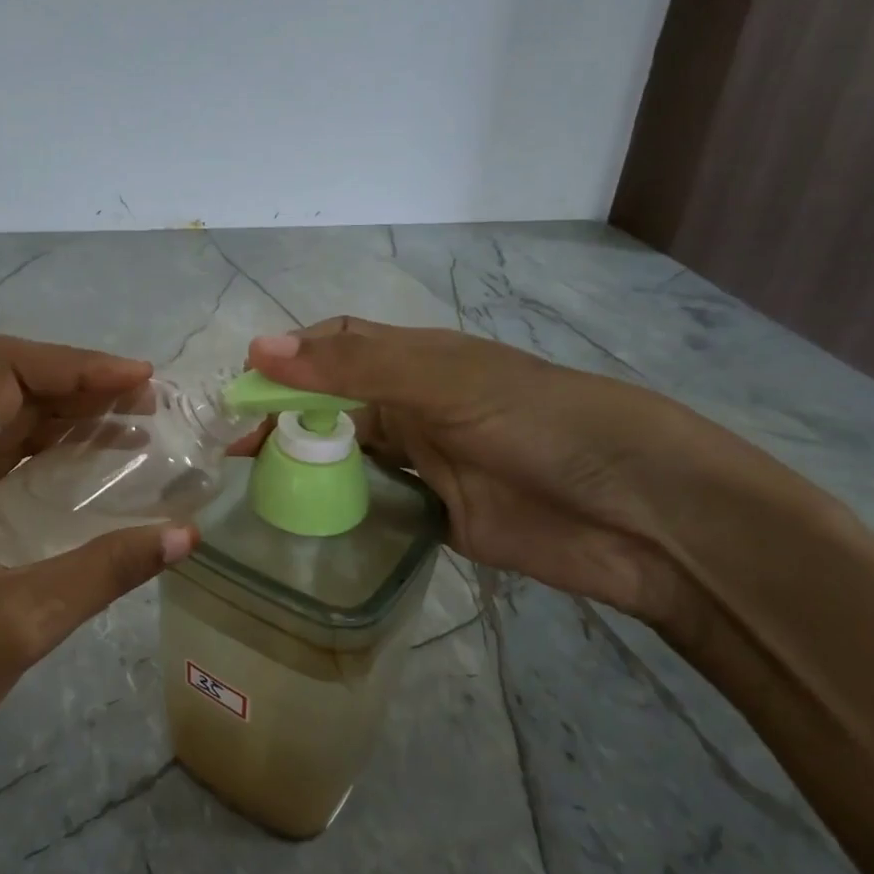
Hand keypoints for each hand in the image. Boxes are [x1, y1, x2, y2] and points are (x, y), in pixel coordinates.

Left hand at [0, 335, 196, 850]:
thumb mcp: (21, 622)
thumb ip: (106, 570)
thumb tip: (185, 535)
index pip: (2, 373)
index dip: (75, 364)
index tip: (137, 382)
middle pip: (5, 394)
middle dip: (79, 388)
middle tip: (149, 404)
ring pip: (2, 432)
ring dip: (66, 421)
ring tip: (133, 429)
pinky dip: (47, 461)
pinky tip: (91, 479)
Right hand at [245, 318, 795, 630]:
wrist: (638, 512)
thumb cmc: (538, 423)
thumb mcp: (441, 383)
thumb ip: (351, 369)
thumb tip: (256, 350)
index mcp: (415, 360)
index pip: (332, 349)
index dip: (284, 364)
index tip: (238, 398)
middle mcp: (414, 405)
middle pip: (332, 405)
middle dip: (284, 421)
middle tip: (235, 459)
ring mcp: (425, 462)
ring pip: (348, 455)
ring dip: (307, 465)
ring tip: (253, 492)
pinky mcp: (436, 515)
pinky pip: (374, 504)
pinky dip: (339, 508)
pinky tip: (305, 523)